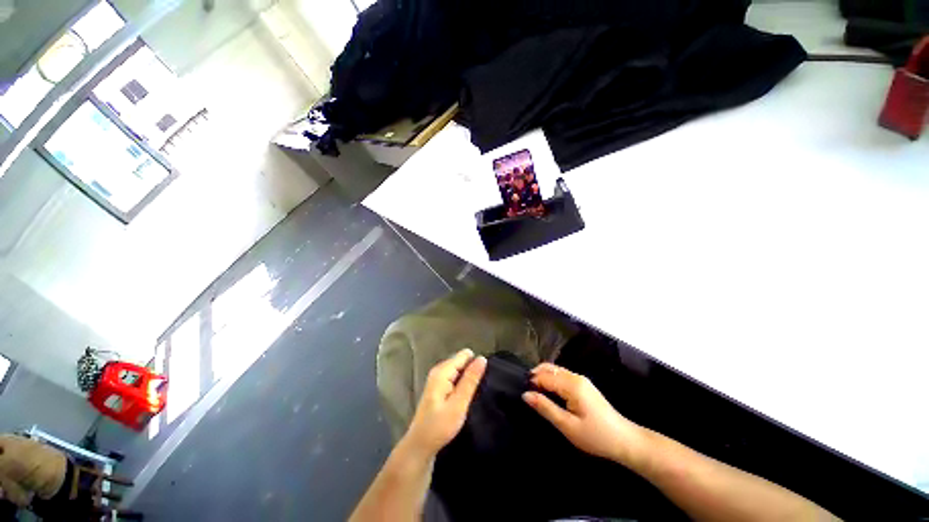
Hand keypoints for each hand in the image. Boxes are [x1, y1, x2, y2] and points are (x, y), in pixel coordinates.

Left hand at [404, 349, 486, 456]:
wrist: (420, 446)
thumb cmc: (439, 426)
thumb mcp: (458, 404)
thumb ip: (470, 380)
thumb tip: (482, 358)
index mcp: (442, 371)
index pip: (464, 355)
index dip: (475, 364)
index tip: (483, 379)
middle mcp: (438, 370)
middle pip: (461, 361)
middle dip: (471, 371)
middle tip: (478, 390)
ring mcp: (437, 378)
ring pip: (458, 370)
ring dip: (467, 379)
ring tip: (474, 394)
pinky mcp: (438, 387)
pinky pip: (454, 378)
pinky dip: (461, 385)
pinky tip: (465, 397)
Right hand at [523, 363, 642, 463]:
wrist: (625, 440)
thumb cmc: (595, 436)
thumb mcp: (567, 426)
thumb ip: (545, 408)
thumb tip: (525, 395)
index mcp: (572, 385)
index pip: (545, 376)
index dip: (532, 382)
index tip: (524, 394)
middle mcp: (575, 377)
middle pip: (550, 368)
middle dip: (536, 375)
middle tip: (528, 391)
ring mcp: (581, 379)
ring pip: (556, 370)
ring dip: (543, 376)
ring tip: (535, 392)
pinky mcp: (584, 385)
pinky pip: (562, 375)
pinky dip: (552, 379)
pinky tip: (549, 391)